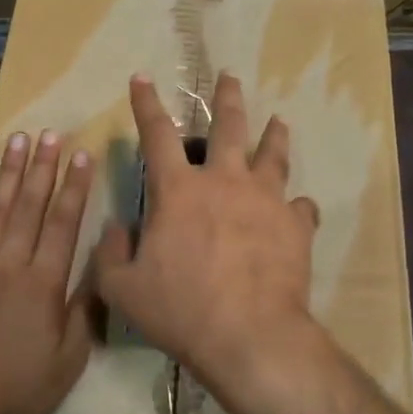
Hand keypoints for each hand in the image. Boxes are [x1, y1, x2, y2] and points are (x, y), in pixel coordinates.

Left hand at [0, 131, 97, 413]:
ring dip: (8, 172)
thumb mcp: (69, 359)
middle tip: (50, 134)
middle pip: (29, 205)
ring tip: (18, 141)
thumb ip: (86, 309)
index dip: (74, 186)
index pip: (63, 221)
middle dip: (43, 167)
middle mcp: (9, 261)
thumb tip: (103, 267)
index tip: (82, 154)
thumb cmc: (16, 387)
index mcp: (44, 280)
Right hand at [97, 73, 320, 404]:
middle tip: (229, 78)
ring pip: (273, 154)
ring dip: (274, 135)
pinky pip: (301, 205)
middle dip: (227, 97)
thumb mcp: (122, 288)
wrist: (250, 336)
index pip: (157, 134)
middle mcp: (224, 181)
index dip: (147, 104)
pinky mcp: (296, 224)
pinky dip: (297, 205)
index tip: (143, 78)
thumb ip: (111, 254)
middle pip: (228, 126)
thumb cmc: (180, 310)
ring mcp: (266, 199)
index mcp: (179, 190)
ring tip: (278, 122)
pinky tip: (298, 208)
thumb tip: (118, 229)